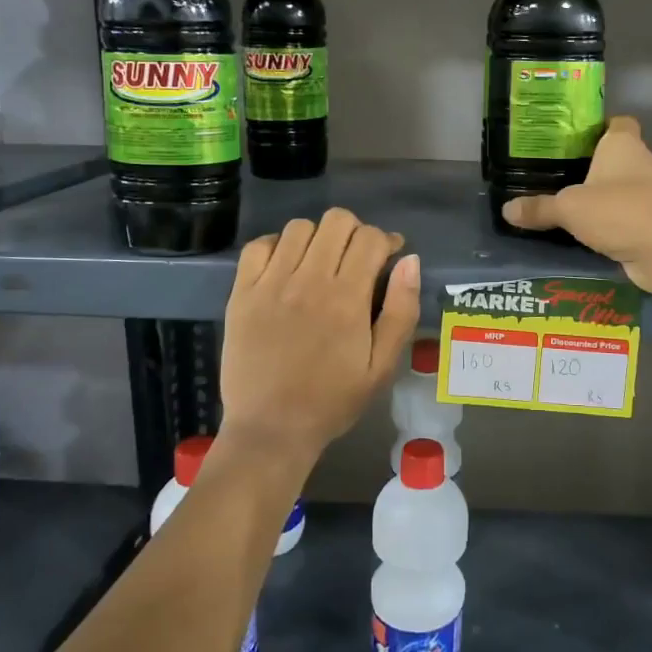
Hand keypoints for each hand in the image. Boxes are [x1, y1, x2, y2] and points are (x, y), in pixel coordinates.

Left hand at [219, 208, 420, 472]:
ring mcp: (270, 284)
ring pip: (299, 227)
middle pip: (336, 221)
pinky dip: (276, 246)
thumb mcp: (382, 366)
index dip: (387, 240)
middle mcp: (308, 280)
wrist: (271, 429)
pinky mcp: (242, 293)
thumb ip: (401, 311)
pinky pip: (258, 246)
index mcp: (347, 298)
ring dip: (318, 237)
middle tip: (357, 259)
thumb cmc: (333, 401)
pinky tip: (285, 268)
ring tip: (321, 263)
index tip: (389, 257)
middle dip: (356, 232)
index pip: (371, 238)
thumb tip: (409, 260)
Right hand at [501, 116, 651, 296]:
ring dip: (601, 195)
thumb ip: (539, 208)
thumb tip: (506, 210)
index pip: (617, 122)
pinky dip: (611, 221)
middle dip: (592, 164)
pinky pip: (626, 215)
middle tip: (557, 171)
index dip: (598, 126)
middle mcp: (641, 162)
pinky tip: (587, 231)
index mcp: (623, 144)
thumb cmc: (620, 211)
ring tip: (566, 202)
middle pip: (616, 156)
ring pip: (621, 187)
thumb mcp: (569, 209)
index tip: (573, 137)